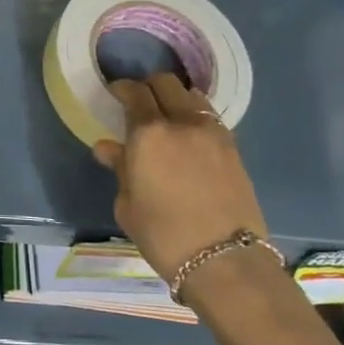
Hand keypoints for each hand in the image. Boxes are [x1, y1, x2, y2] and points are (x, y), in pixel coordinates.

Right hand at [93, 73, 270, 282]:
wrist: (225, 261)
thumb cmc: (164, 236)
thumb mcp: (128, 205)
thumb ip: (120, 169)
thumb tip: (109, 148)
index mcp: (149, 133)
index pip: (134, 92)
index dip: (122, 88)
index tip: (115, 94)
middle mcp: (182, 122)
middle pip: (166, 83)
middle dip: (149, 87)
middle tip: (140, 103)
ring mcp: (213, 132)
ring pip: (192, 96)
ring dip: (176, 98)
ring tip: (168, 117)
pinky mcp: (234, 147)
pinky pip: (210, 117)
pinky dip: (196, 117)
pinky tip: (189, 137)